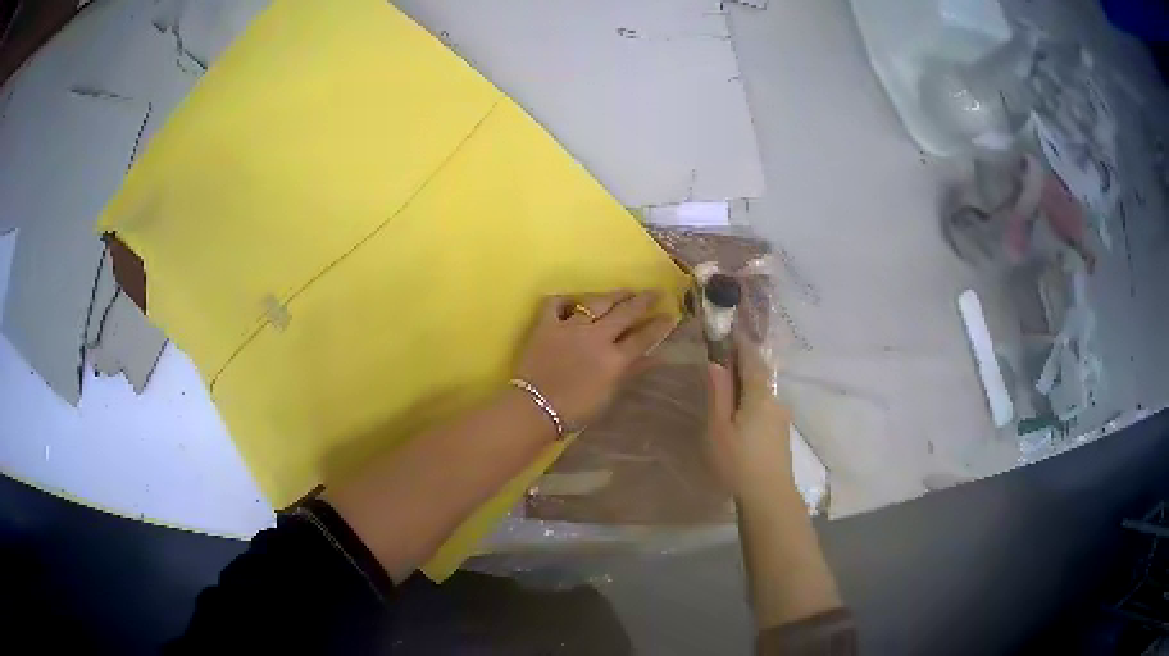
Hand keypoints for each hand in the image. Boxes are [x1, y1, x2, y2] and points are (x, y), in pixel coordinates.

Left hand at [516, 291, 676, 429]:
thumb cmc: (575, 410)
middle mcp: (596, 336)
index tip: (671, 315)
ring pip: (596, 302)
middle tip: (656, 292)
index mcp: (614, 358)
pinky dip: (565, 300)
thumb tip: (656, 357)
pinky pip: (556, 303)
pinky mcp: (546, 324)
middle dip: (643, 301)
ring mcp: (570, 327)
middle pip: (624, 313)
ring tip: (625, 291)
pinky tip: (573, 300)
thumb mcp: (608, 395)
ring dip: (613, 295)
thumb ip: (631, 372)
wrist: (535, 408)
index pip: (643, 337)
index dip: (659, 326)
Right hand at [706, 333, 793, 499]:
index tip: (726, 332)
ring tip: (726, 387)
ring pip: (762, 390)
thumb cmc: (738, 460)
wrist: (769, 495)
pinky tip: (739, 412)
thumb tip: (716, 362)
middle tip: (720, 359)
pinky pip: (765, 404)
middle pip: (759, 372)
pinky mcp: (781, 431)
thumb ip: (719, 392)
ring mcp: (781, 416)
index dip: (740, 343)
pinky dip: (751, 398)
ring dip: (747, 382)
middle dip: (742, 362)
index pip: (752, 357)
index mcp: (759, 394)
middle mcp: (775, 399)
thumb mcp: (719, 427)